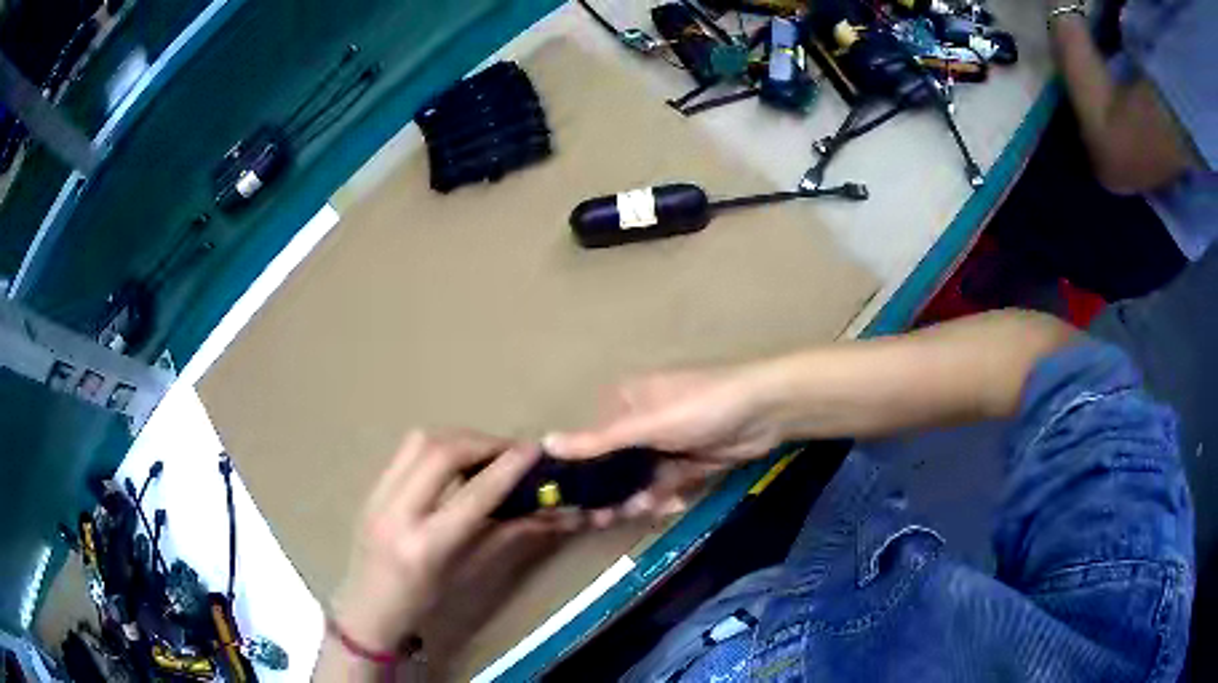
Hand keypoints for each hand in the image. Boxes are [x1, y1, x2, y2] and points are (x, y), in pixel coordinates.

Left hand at [328, 430, 551, 653]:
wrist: (367, 610)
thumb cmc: (423, 605)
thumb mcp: (468, 574)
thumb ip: (509, 536)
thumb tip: (555, 513)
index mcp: (425, 546)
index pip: (474, 495)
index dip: (508, 468)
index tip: (535, 450)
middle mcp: (396, 513)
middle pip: (442, 453)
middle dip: (483, 443)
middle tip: (511, 451)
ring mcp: (377, 496)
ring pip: (419, 442)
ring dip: (458, 439)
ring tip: (484, 454)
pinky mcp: (370, 488)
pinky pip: (406, 452)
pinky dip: (437, 447)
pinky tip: (453, 464)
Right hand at [544, 366, 782, 523]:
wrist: (765, 412)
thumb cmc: (701, 407)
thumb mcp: (648, 425)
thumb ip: (599, 440)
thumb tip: (546, 442)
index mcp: (626, 403)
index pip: (591, 440)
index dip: (579, 472)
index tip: (568, 502)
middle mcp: (642, 422)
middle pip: (615, 465)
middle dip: (610, 492)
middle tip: (601, 519)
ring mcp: (668, 444)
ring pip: (641, 479)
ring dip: (639, 497)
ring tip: (639, 512)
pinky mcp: (690, 462)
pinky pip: (668, 485)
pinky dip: (666, 496)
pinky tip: (670, 505)